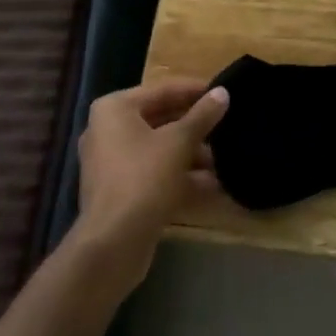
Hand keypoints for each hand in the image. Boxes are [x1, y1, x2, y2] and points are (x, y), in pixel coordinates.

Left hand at [74, 78, 228, 286]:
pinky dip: (180, 177)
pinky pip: (154, 174)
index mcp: (115, 109)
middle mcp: (108, 131)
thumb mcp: (179, 142)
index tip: (223, 91)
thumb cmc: (143, 178)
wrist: (113, 244)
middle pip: (161, 120)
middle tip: (227, 123)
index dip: (195, 91)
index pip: (162, 90)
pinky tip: (214, 184)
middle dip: (195, 126)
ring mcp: (112, 164)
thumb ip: (202, 116)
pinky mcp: (120, 192)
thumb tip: (222, 92)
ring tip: (225, 157)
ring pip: (159, 149)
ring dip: (192, 154)